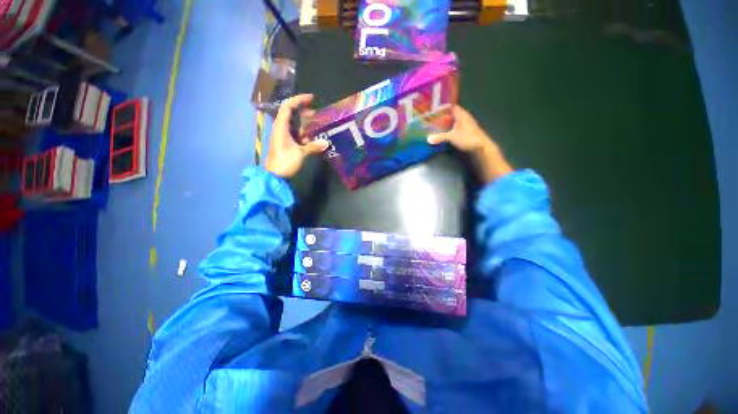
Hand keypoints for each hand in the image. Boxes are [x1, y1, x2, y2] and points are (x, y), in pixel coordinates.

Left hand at [265, 94, 328, 177]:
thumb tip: (326, 143)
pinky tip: (312, 138)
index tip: (311, 99)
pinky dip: (303, 133)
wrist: (274, 176)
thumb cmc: (285, 162)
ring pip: (294, 124)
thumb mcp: (300, 154)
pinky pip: (295, 133)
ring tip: (316, 127)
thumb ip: (313, 147)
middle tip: (315, 114)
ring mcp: (282, 135)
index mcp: (281, 126)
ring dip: (304, 124)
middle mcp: (280, 128)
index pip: (288, 106)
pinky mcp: (285, 143)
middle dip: (303, 112)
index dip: (298, 100)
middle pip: (290, 113)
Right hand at [428, 105, 512, 182]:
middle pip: (453, 113)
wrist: (481, 146)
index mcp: (462, 115)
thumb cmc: (468, 138)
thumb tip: (428, 139)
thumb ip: (440, 137)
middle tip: (433, 118)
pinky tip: (446, 132)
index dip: (444, 107)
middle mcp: (465, 117)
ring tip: (437, 124)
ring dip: (448, 122)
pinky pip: (457, 126)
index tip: (435, 109)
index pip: (452, 106)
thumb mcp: (452, 137)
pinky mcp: (467, 131)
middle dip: (444, 115)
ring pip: (455, 120)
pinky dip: (451, 127)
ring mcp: (467, 124)